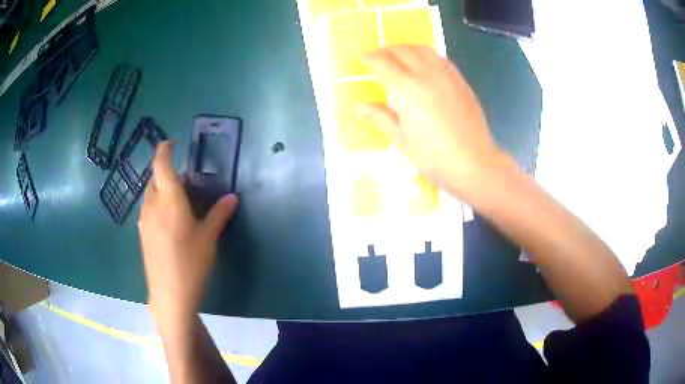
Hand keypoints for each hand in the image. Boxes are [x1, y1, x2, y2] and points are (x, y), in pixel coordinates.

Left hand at [138, 141, 237, 330]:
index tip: (172, 143)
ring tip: (176, 199)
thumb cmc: (191, 263)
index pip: (161, 165)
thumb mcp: (208, 238)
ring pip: (149, 194)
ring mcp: (144, 220)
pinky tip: (167, 220)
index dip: (164, 150)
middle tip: (184, 180)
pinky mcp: (142, 235)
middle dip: (166, 172)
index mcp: (169, 200)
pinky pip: (147, 209)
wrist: (169, 294)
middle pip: (154, 179)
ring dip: (160, 189)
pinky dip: (156, 204)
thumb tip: (232, 197)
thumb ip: (219, 214)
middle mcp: (152, 205)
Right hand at [362, 45, 507, 196]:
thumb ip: (380, 117)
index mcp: (406, 88)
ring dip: (406, 48)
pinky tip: (424, 65)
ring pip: (422, 49)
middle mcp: (426, 74)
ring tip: (399, 57)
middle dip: (386, 50)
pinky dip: (426, 55)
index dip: (370, 58)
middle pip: (401, 50)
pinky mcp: (460, 81)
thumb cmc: (432, 156)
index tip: (363, 59)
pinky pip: (440, 58)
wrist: (473, 162)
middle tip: (378, 58)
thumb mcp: (401, 140)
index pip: (383, 62)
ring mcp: (446, 75)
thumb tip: (360, 107)